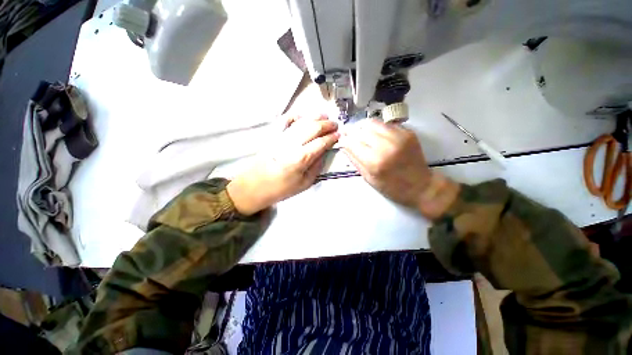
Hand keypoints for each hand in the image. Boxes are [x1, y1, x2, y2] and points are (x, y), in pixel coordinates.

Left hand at [227, 114, 338, 214]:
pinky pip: (284, 120)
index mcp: (301, 158)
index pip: (321, 143)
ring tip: (324, 116)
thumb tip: (323, 154)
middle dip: (327, 125)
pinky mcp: (272, 136)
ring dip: (314, 117)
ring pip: (301, 121)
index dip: (332, 138)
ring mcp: (281, 137)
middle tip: (335, 124)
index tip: (339, 135)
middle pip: (313, 128)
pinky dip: (294, 115)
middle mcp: (292, 144)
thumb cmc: (281, 189)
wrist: (254, 187)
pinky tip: (302, 115)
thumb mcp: (304, 184)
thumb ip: (316, 167)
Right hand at [341, 119, 458, 218]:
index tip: (341, 139)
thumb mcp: (369, 179)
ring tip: (361, 134)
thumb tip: (344, 146)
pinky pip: (386, 124)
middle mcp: (386, 145)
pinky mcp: (407, 132)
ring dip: (363, 127)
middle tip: (349, 135)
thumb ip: (355, 161)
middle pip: (361, 130)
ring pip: (373, 123)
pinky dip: (377, 128)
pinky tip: (376, 135)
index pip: (352, 143)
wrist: (421, 186)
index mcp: (375, 161)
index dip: (344, 140)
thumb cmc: (393, 187)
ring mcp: (399, 137)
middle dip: (352, 132)